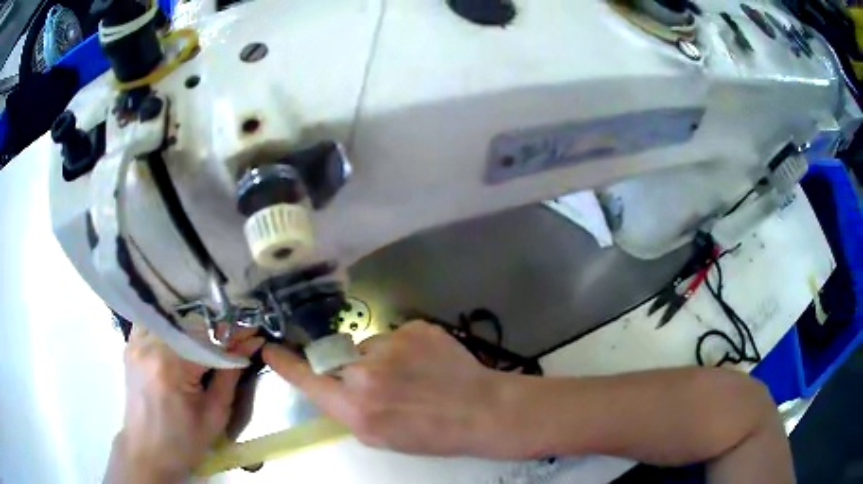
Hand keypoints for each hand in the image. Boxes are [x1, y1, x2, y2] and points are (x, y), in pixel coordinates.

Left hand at [105, 326, 263, 482]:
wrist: (147, 451)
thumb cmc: (184, 442)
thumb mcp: (215, 415)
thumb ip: (230, 375)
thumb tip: (250, 343)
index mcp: (170, 365)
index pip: (207, 336)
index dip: (232, 336)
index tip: (252, 336)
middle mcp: (149, 345)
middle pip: (188, 322)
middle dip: (214, 331)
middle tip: (233, 344)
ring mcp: (136, 342)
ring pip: (171, 317)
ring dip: (192, 327)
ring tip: (208, 343)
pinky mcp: (130, 344)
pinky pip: (154, 323)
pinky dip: (172, 327)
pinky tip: (182, 341)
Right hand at [263, 321, 512, 456]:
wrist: (481, 411)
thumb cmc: (430, 434)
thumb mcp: (380, 437)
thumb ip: (349, 410)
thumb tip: (335, 387)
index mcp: (355, 407)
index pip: (307, 379)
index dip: (286, 364)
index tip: (271, 349)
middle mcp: (366, 373)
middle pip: (340, 360)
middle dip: (354, 371)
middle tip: (388, 385)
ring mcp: (392, 345)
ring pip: (370, 346)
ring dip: (383, 359)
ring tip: (415, 375)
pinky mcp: (415, 328)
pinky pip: (396, 336)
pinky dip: (406, 349)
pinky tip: (428, 363)